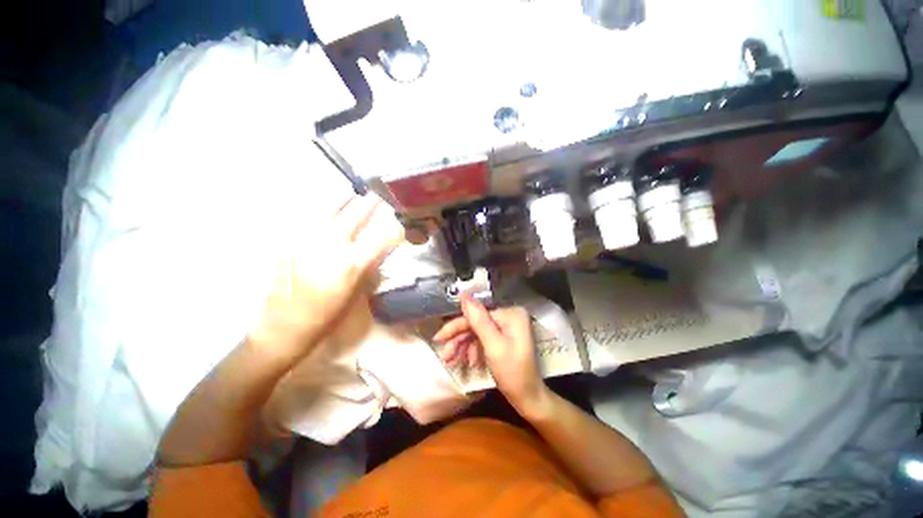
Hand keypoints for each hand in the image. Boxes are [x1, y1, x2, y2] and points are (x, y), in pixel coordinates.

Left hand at [250, 195, 403, 360]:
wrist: (284, 328)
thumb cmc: (328, 316)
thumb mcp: (358, 293)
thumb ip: (371, 267)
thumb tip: (380, 249)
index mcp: (352, 264)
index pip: (384, 236)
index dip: (398, 225)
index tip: (405, 217)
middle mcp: (331, 246)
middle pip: (356, 214)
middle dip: (372, 202)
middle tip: (381, 193)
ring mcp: (306, 240)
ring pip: (329, 208)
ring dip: (346, 198)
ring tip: (355, 192)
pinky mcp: (288, 242)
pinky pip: (308, 217)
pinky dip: (322, 210)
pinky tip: (327, 209)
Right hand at [433, 295, 549, 415]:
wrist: (529, 399)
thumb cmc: (513, 373)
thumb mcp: (493, 346)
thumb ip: (478, 320)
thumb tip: (464, 295)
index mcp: (510, 314)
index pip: (476, 315)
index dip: (457, 327)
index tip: (438, 338)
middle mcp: (509, 317)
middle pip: (476, 324)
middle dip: (459, 340)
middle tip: (445, 356)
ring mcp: (507, 328)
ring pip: (477, 333)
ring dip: (464, 347)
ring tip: (453, 362)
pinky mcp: (504, 339)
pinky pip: (483, 340)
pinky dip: (473, 350)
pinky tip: (468, 362)